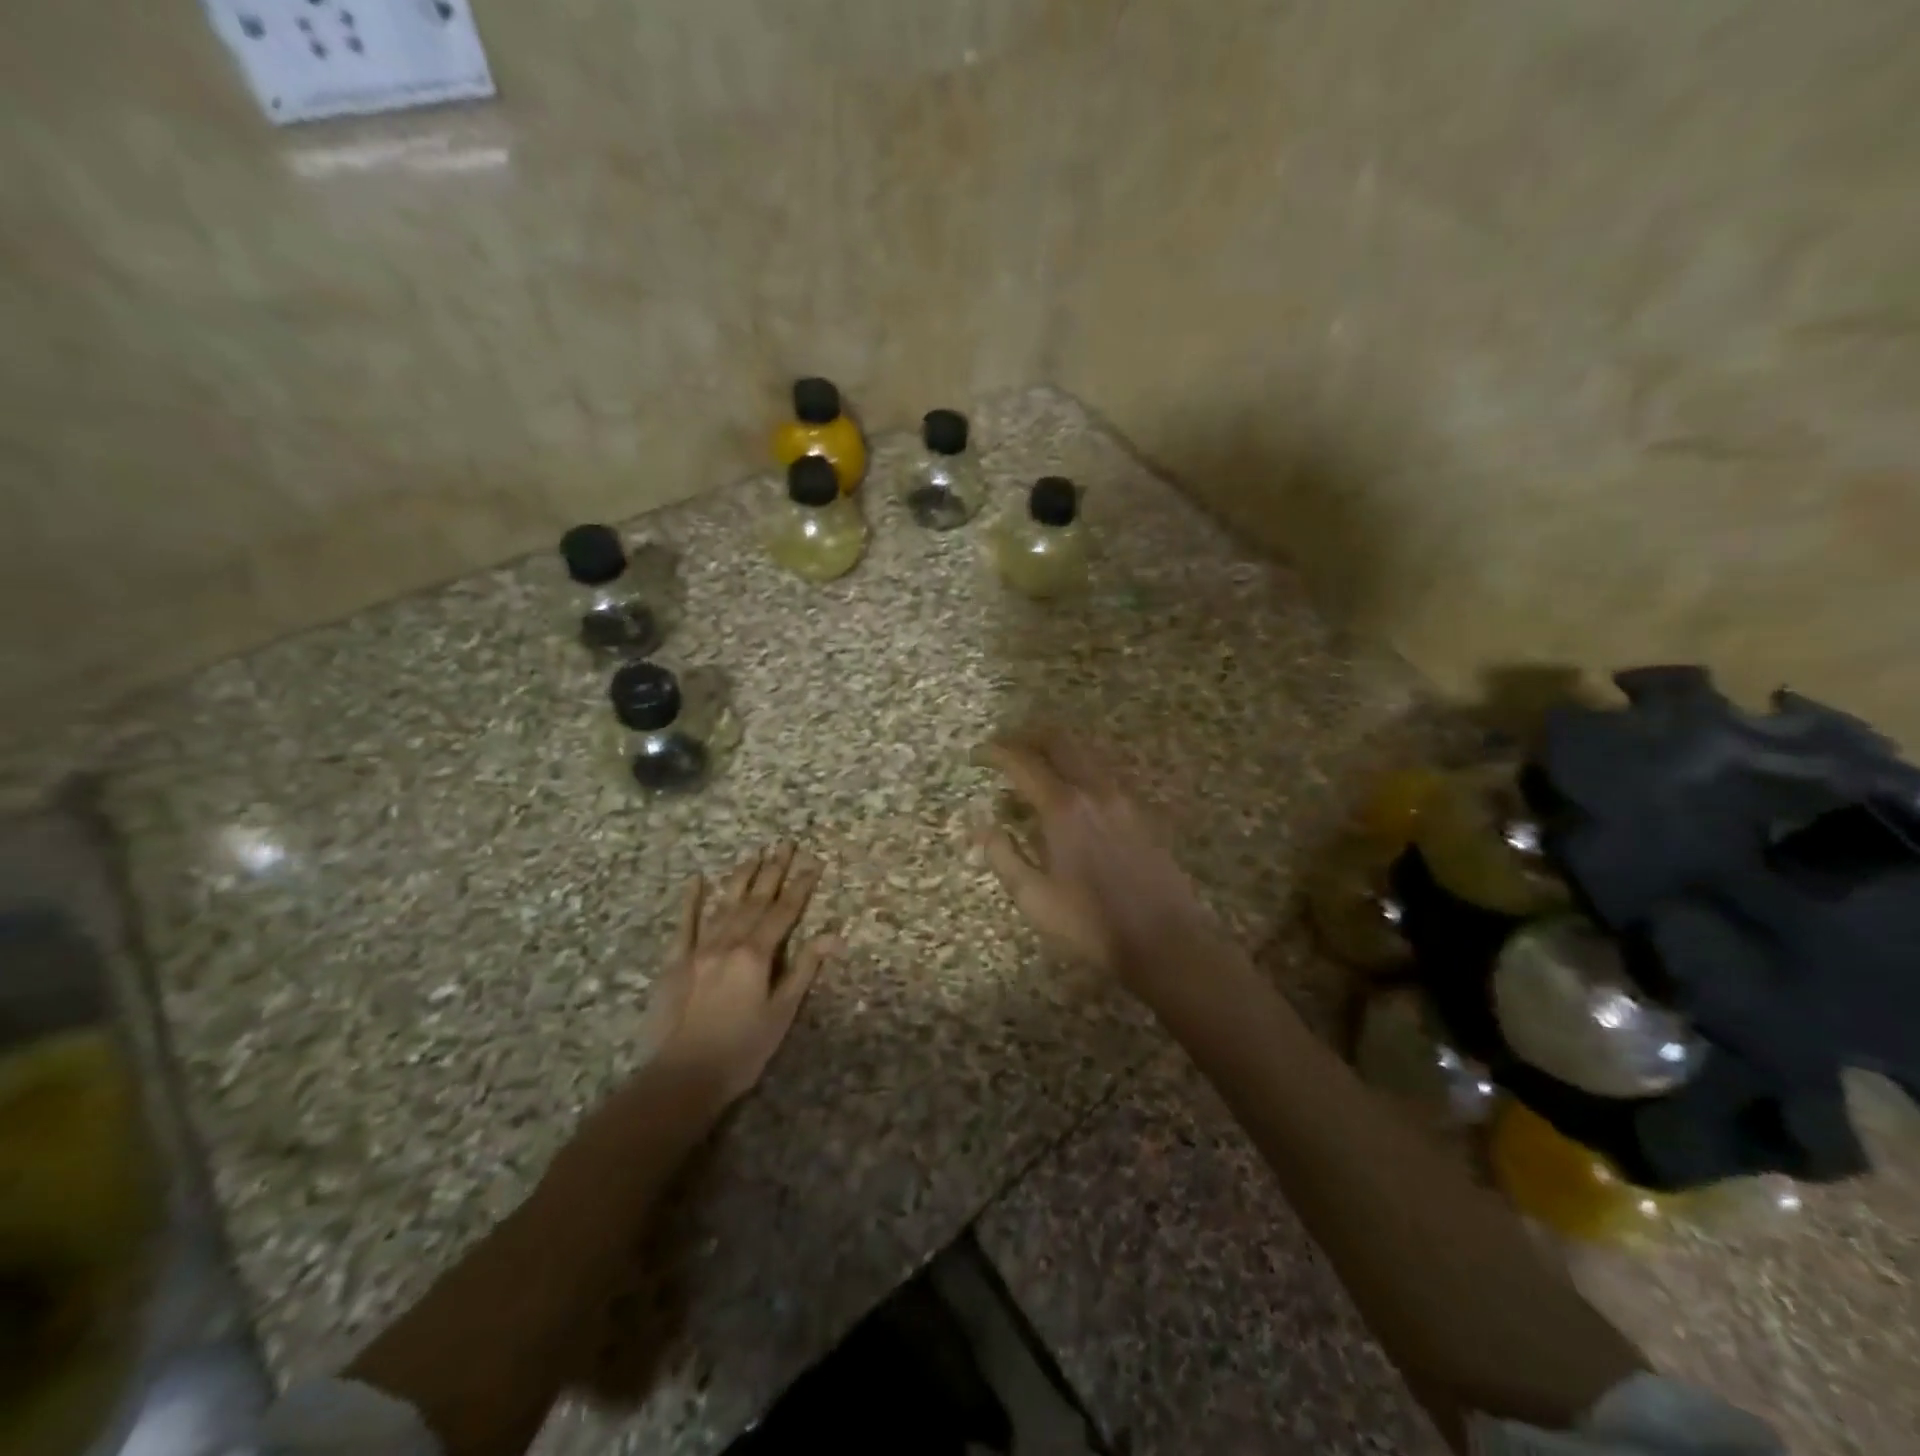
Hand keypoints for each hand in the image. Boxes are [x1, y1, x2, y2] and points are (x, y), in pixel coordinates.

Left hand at [646, 843, 840, 1107]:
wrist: (682, 1077)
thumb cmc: (742, 1049)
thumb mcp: (782, 1013)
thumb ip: (804, 969)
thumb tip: (832, 934)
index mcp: (757, 954)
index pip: (785, 911)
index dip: (801, 886)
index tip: (814, 862)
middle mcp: (728, 942)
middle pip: (756, 900)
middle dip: (774, 870)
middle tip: (785, 843)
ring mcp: (699, 949)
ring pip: (725, 904)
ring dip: (741, 877)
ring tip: (755, 853)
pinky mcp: (675, 962)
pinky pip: (684, 924)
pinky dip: (691, 901)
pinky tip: (697, 879)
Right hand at [974, 729, 1221, 998]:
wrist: (1165, 940)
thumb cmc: (1090, 923)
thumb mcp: (1034, 898)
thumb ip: (1003, 855)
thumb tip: (982, 825)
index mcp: (1064, 807)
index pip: (1023, 762)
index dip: (996, 752)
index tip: (977, 755)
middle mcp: (1095, 791)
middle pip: (1059, 741)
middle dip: (1027, 738)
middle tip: (1005, 750)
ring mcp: (1123, 799)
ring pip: (1085, 754)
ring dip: (1055, 753)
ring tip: (1033, 774)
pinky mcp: (1140, 813)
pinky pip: (1102, 774)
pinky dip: (1077, 771)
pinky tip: (1069, 798)